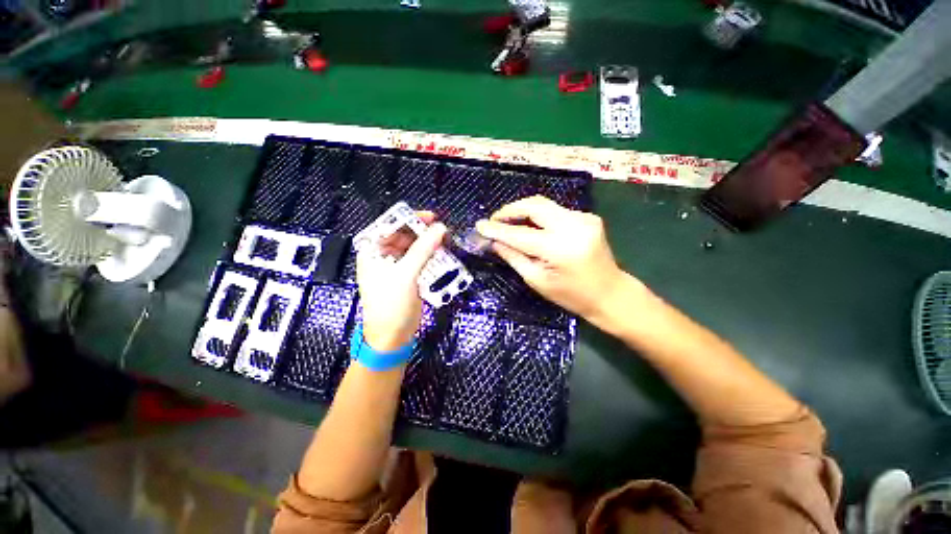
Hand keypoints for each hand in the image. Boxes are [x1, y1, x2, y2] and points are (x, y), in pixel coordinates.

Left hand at [356, 212, 446, 352]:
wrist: (392, 337)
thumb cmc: (391, 304)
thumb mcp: (406, 274)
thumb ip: (423, 249)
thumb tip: (440, 228)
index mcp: (372, 251)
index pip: (390, 225)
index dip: (409, 219)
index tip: (431, 217)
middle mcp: (382, 255)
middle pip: (403, 235)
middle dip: (422, 232)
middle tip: (442, 231)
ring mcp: (395, 266)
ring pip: (414, 247)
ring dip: (428, 245)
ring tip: (445, 243)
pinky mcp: (407, 276)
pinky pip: (419, 260)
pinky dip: (430, 257)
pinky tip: (441, 256)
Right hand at [475, 196, 627, 321]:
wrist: (610, 293)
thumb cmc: (571, 295)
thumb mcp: (537, 280)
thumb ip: (514, 257)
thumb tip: (494, 241)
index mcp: (559, 248)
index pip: (520, 234)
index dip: (497, 229)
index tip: (479, 225)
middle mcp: (573, 225)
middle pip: (534, 205)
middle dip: (510, 210)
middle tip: (494, 220)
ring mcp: (583, 218)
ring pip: (544, 205)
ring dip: (523, 211)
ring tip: (508, 222)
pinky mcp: (588, 216)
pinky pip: (555, 211)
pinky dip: (538, 216)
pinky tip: (531, 226)